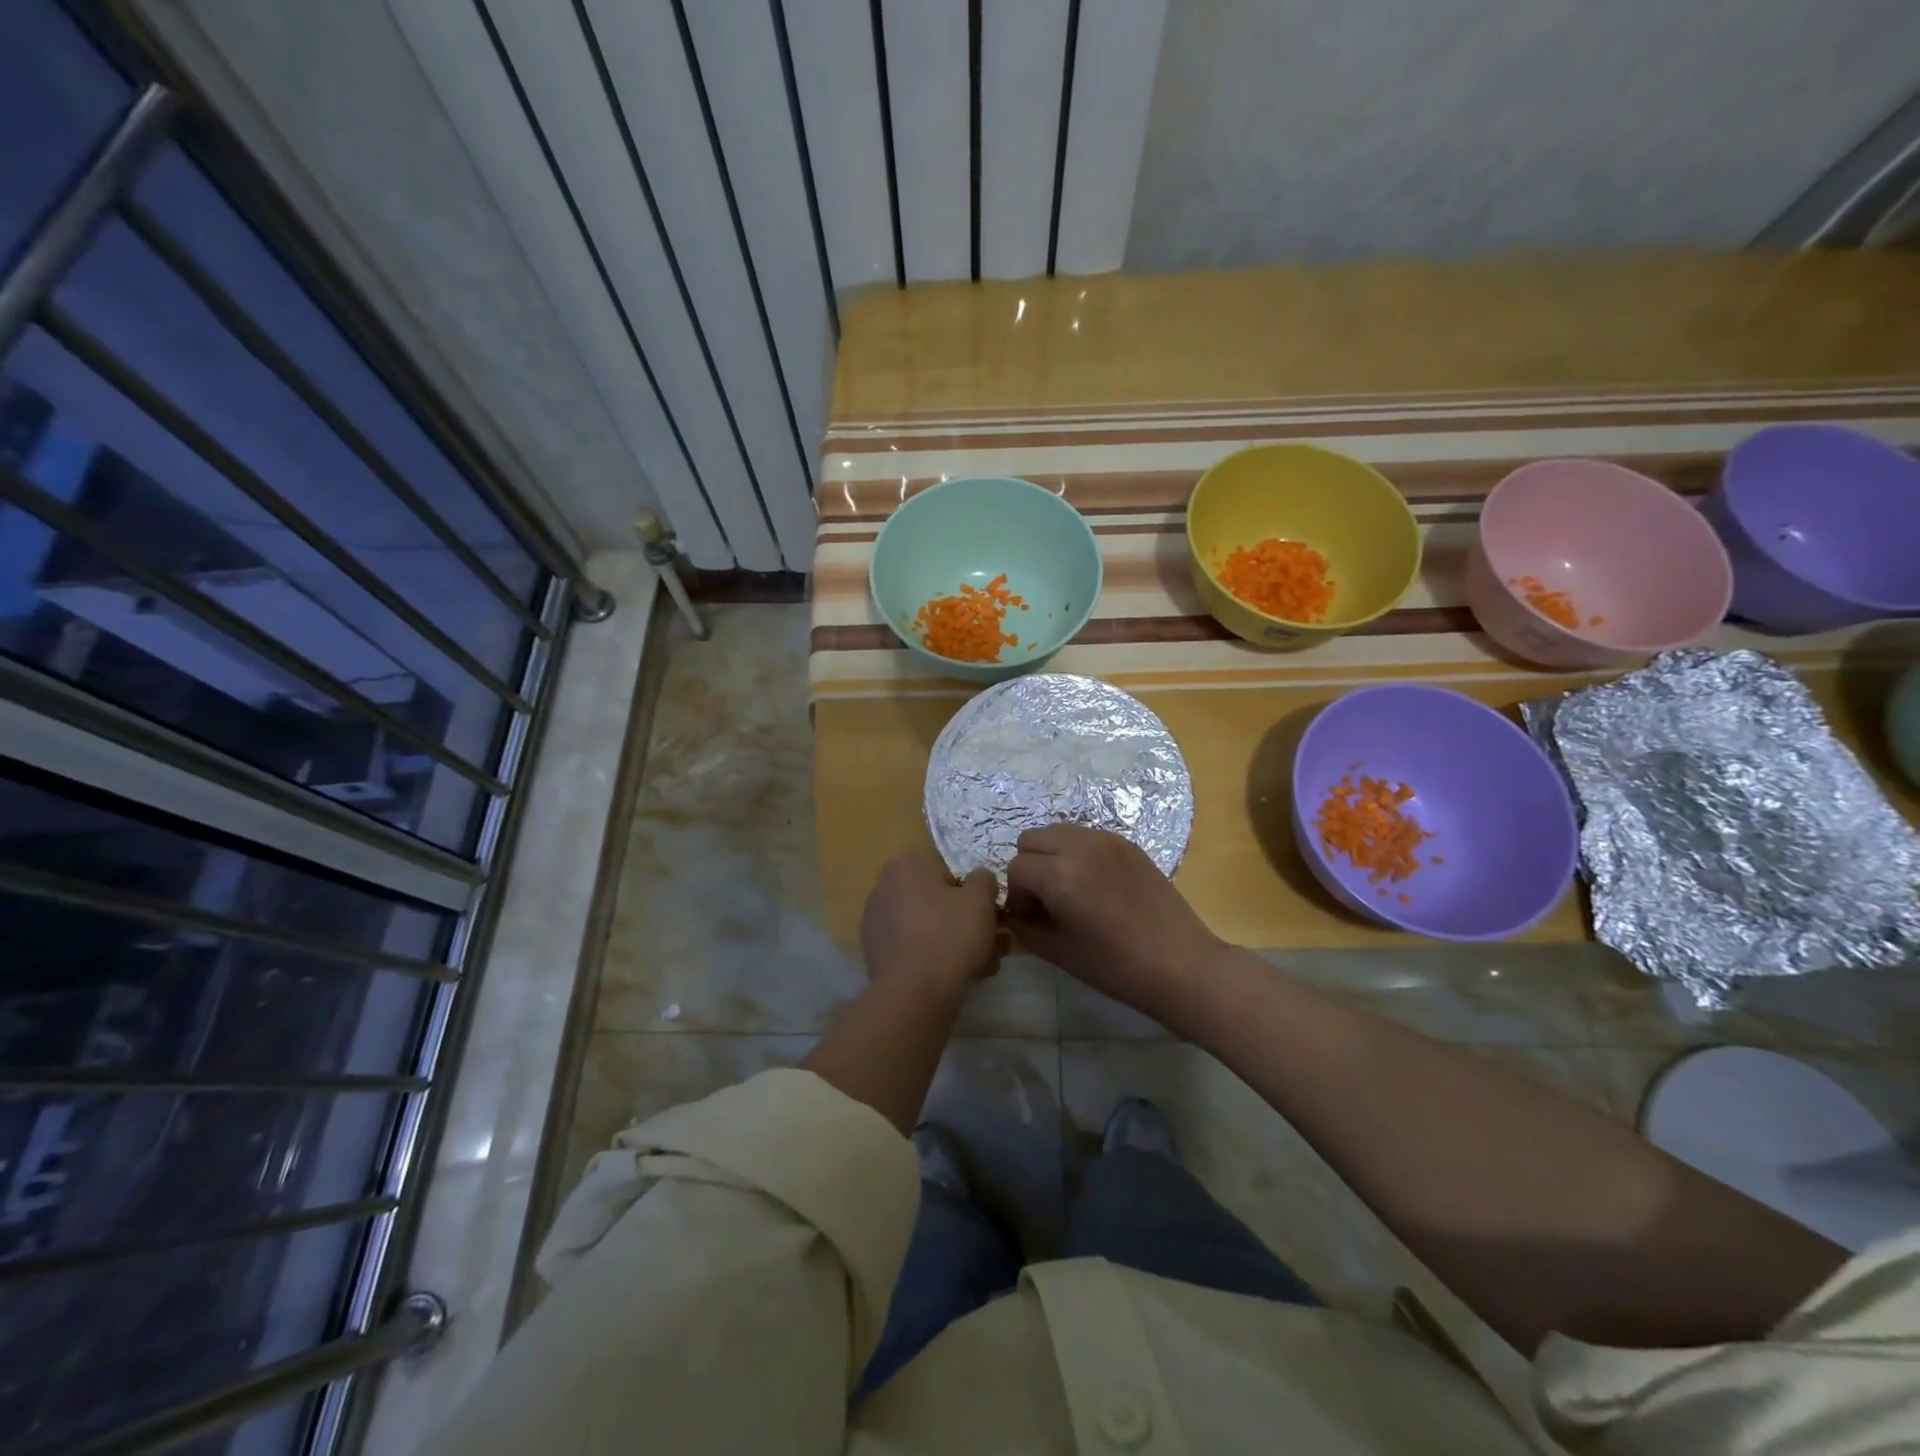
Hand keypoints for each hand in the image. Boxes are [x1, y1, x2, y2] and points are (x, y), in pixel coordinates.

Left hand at [860, 854, 1000, 991]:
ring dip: (952, 944)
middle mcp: (882, 889)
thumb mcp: (980, 898)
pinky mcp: (874, 956)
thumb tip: (980, 879)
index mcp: (904, 866)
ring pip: (926, 930)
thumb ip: (983, 880)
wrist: (914, 993)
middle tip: (989, 942)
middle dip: (962, 922)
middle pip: (935, 903)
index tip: (985, 916)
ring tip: (980, 966)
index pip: (947, 874)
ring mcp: (875, 925)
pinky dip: (932, 961)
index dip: (971, 896)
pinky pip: (912, 951)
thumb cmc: (949, 934)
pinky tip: (955, 978)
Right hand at [1005, 825, 1226, 1026]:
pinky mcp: (1128, 844)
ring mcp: (1107, 840)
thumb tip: (1015, 915)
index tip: (1031, 918)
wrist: (1182, 964)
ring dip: (1053, 855)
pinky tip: (1095, 885)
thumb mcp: (1060, 953)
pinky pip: (1087, 837)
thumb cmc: (1118, 967)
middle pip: (1032, 839)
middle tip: (1046, 900)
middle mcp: (1080, 846)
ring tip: (1069, 889)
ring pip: (1059, 832)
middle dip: (1030, 867)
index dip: (1017, 895)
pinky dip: (1079, 853)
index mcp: (1060, 874)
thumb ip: (1026, 928)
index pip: (1016, 868)